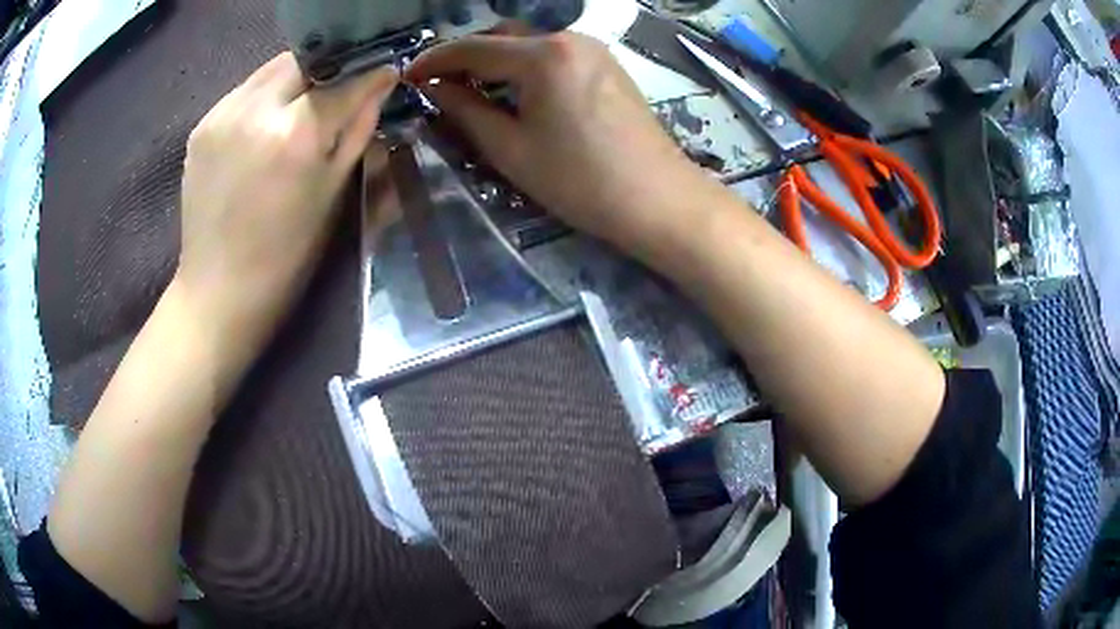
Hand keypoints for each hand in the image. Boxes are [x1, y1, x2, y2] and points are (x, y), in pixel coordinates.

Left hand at [177, 53, 397, 361]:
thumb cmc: (286, 254)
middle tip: (338, 90)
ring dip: (295, 79)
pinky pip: (244, 91)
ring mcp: (222, 114)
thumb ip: (358, 129)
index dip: (369, 75)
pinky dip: (264, 97)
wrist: (218, 290)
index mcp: (294, 133)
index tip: (385, 74)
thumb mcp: (333, 193)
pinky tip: (265, 126)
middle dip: (329, 68)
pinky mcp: (202, 125)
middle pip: (304, 59)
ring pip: (271, 69)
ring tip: (300, 107)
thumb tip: (380, 84)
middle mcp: (255, 110)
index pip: (345, 79)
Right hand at [407, 32, 714, 256]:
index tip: (408, 77)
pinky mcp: (607, 65)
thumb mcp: (510, 149)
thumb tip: (435, 89)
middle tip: (441, 87)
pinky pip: (553, 53)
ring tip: (473, 90)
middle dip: (466, 56)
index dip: (434, 61)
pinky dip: (525, 65)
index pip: (472, 47)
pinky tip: (516, 90)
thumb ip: (466, 110)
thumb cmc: (581, 182)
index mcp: (542, 55)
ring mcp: (593, 49)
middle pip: (502, 35)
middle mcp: (569, 38)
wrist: (659, 200)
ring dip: (496, 60)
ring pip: (529, 42)